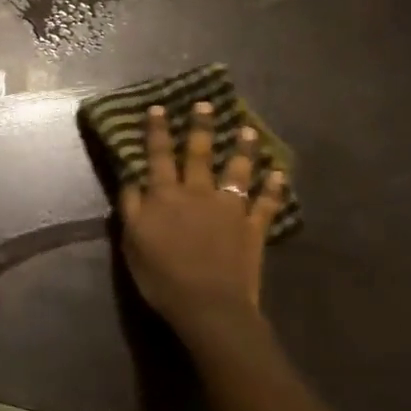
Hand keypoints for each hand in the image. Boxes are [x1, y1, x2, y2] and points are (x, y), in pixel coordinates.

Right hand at [119, 102, 289, 359]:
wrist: (209, 305)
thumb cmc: (162, 276)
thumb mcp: (131, 241)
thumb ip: (131, 206)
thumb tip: (131, 178)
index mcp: (165, 195)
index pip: (158, 155)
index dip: (157, 131)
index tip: (159, 107)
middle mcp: (198, 193)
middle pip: (199, 153)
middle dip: (200, 127)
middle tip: (206, 104)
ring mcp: (229, 208)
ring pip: (237, 171)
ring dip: (242, 149)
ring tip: (247, 130)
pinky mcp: (253, 227)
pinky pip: (266, 203)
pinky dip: (274, 187)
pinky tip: (279, 173)